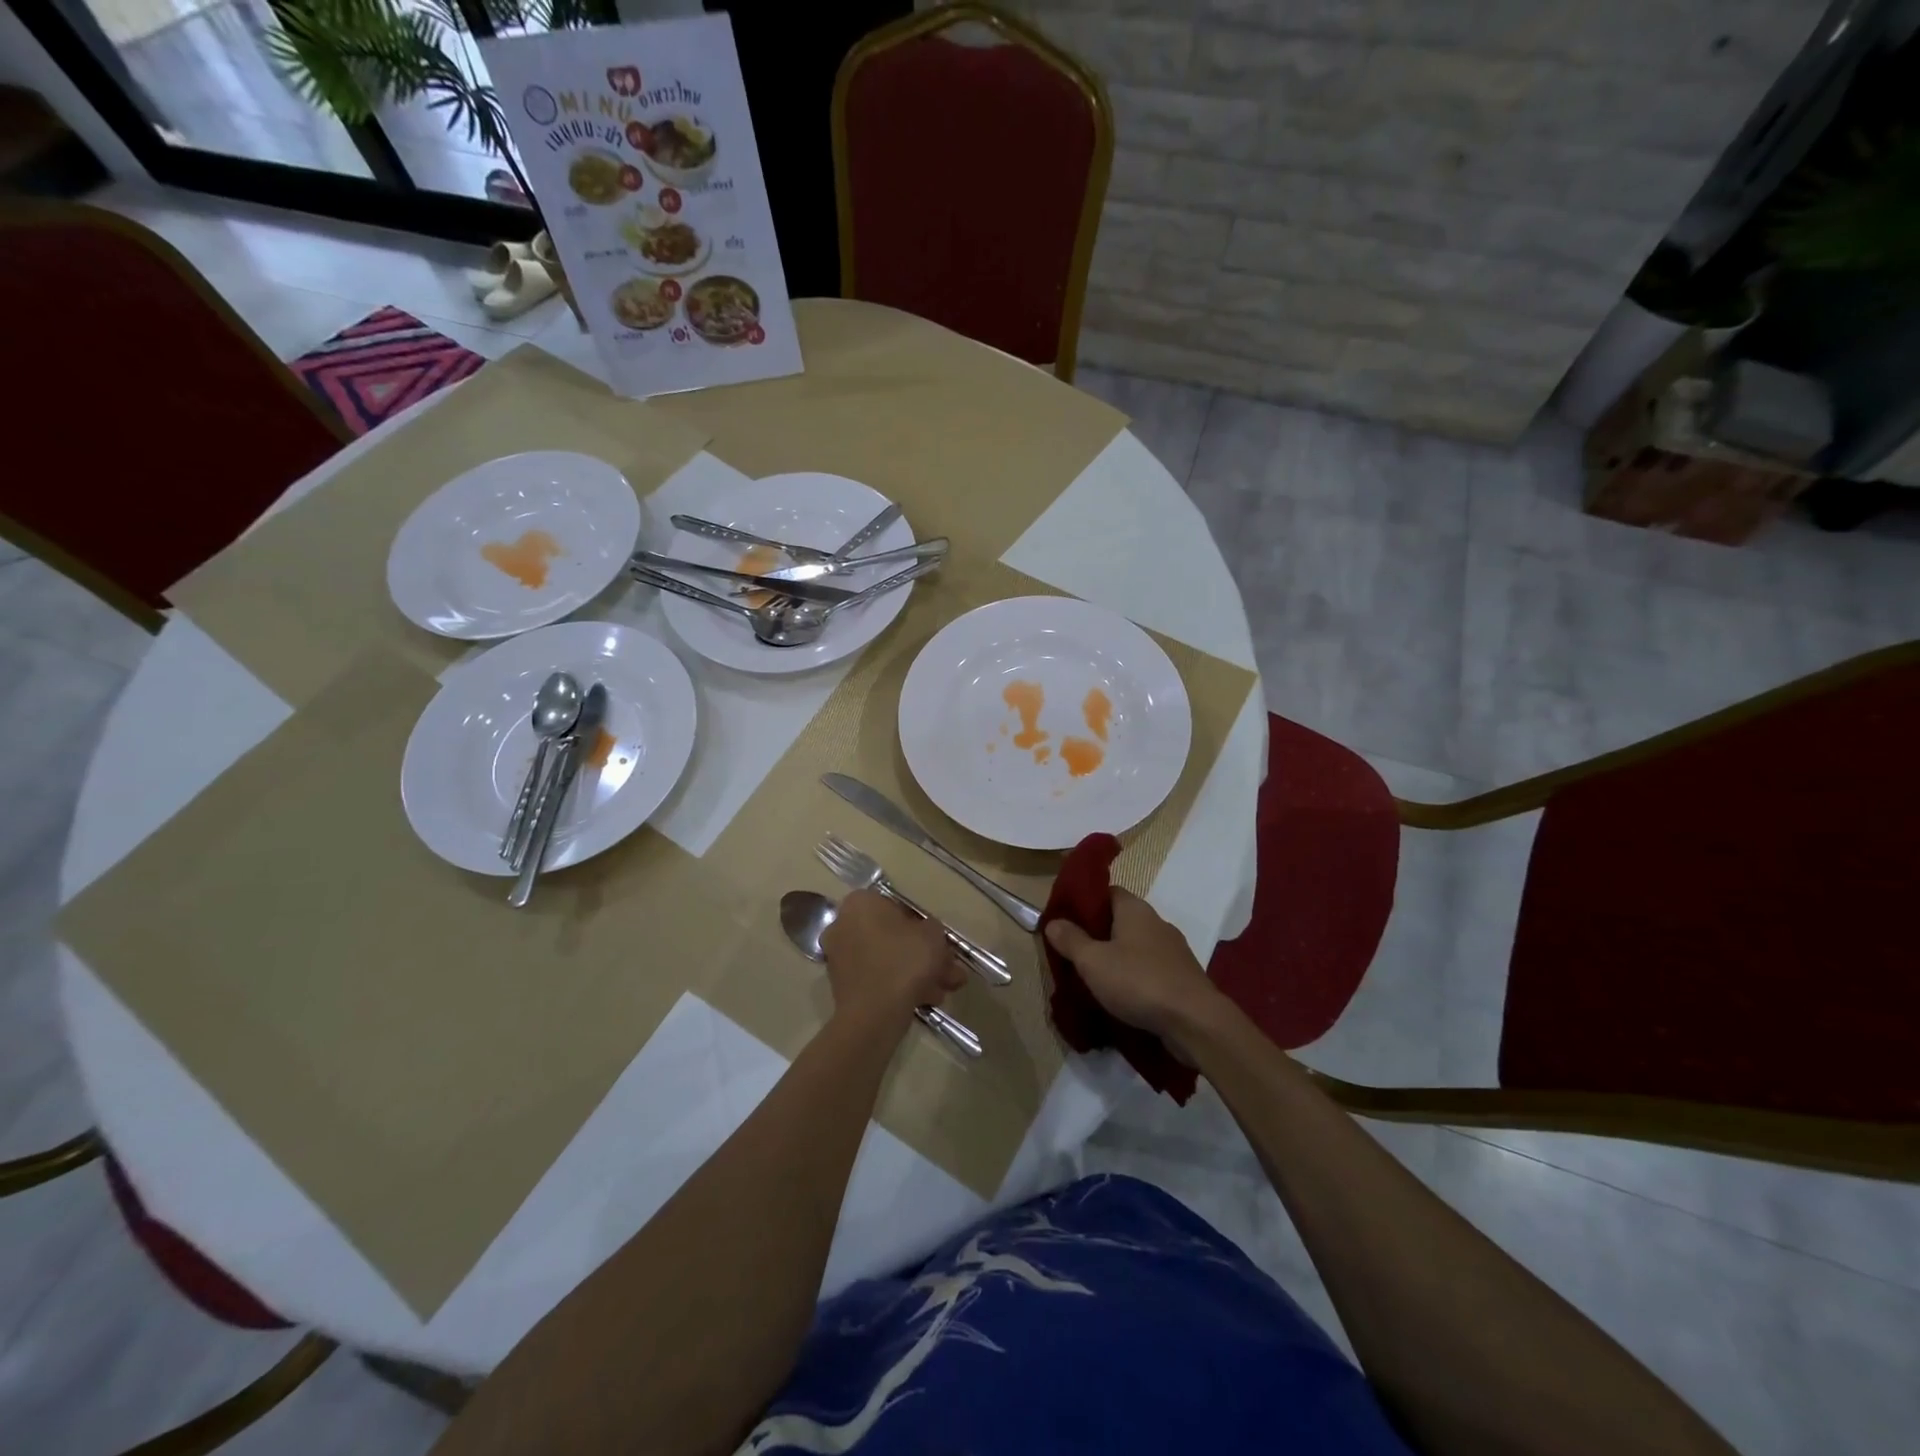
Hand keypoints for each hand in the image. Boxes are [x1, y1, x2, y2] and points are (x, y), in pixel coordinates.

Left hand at [821, 890, 964, 1026]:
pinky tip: (928, 999)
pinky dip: (900, 986)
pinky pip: (877, 977)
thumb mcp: (933, 935)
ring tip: (945, 989)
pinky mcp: (842, 985)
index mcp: (861, 903)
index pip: (897, 906)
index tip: (938, 942)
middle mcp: (843, 924)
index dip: (922, 925)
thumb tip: (927, 933)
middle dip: (923, 954)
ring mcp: (840, 956)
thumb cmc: (904, 961)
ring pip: (887, 959)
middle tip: (947, 968)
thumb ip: (933, 928)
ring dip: (918, 972)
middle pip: (893, 936)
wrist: (874, 1014)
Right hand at [1044, 888, 1222, 1044]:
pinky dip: (1134, 977)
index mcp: (1135, 909)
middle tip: (1073, 952)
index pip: (1107, 892)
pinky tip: (1122, 995)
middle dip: (1098, 934)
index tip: (1066, 920)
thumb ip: (1071, 940)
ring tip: (1094, 977)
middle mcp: (1156, 922)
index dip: (1085, 902)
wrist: (1195, 1022)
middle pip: (1120, 920)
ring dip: (1117, 958)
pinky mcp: (1182, 977)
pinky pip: (1150, 969)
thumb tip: (1053, 922)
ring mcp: (1173, 950)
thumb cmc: (1139, 981)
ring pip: (1135, 946)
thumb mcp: (1093, 961)